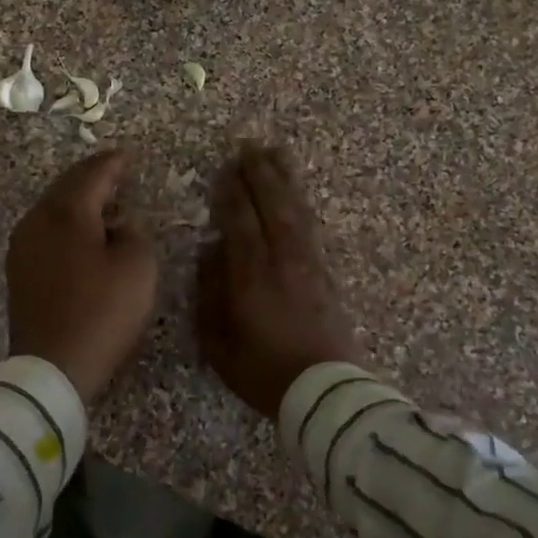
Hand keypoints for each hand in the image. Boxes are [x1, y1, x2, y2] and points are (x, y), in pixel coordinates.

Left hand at [7, 149, 158, 403]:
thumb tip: (118, 224)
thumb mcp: (137, 267)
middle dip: (92, 179)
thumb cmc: (102, 312)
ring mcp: (23, 247)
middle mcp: (37, 220)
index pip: (92, 174)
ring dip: (78, 204)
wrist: (52, 365)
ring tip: (103, 206)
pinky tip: (82, 238)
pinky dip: (66, 226)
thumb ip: (133, 233)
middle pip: (67, 188)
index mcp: (66, 212)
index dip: (113, 164)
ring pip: (53, 210)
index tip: (127, 156)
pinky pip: (46, 233)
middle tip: (115, 175)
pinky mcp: (19, 272)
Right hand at [196, 145, 360, 420]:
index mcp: (251, 274)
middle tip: (250, 146)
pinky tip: (297, 196)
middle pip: (271, 205)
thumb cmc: (263, 371)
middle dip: (260, 174)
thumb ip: (210, 294)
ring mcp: (309, 264)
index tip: (225, 168)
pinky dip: (301, 204)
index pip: (240, 220)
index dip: (231, 192)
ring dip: (284, 180)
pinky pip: (311, 227)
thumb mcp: (219, 342)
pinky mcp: (327, 274)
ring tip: (277, 154)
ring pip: (295, 210)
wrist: (325, 391)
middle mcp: (282, 259)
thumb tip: (210, 253)